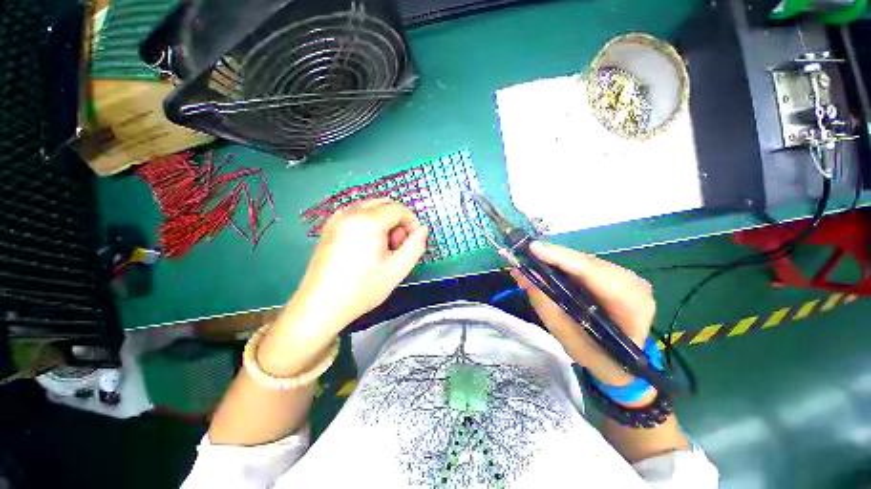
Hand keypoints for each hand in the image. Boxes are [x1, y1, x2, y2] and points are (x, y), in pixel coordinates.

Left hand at [258, 199, 427, 375]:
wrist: (320, 306)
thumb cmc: (362, 289)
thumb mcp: (397, 270)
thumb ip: (415, 246)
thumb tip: (422, 229)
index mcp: (368, 221)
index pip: (398, 208)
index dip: (411, 222)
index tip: (413, 241)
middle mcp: (350, 213)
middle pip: (383, 204)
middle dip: (397, 221)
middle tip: (397, 246)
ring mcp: (336, 219)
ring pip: (370, 208)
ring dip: (383, 222)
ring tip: (381, 249)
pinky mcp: (329, 228)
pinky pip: (355, 215)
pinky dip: (368, 224)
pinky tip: (366, 246)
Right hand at [512, 241, 654, 388]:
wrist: (624, 364)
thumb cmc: (599, 358)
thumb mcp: (569, 340)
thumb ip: (547, 308)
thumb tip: (523, 277)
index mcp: (632, 305)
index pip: (594, 273)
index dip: (562, 258)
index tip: (533, 249)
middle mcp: (633, 284)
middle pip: (588, 262)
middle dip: (554, 256)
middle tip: (525, 253)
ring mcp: (626, 277)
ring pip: (584, 261)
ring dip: (556, 259)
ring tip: (530, 259)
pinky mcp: (615, 275)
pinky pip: (584, 264)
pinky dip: (562, 264)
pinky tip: (545, 264)